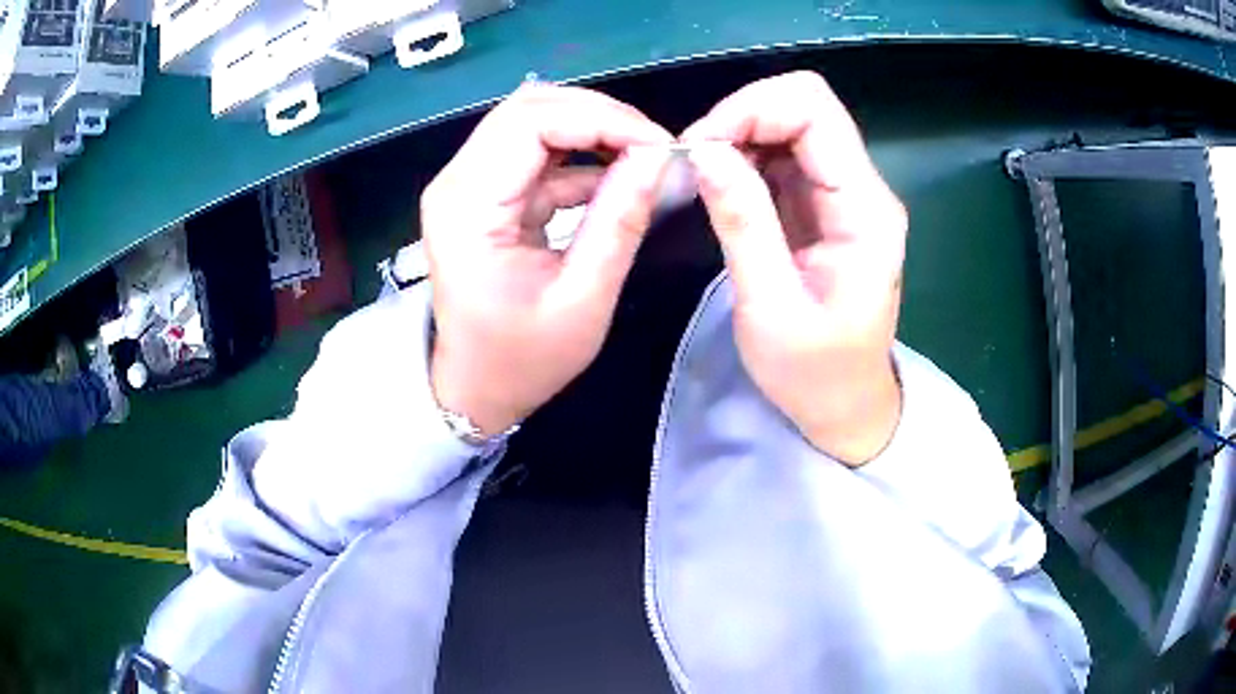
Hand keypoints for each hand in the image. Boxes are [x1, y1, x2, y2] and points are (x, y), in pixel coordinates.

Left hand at [423, 84, 672, 434]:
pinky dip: (579, 154)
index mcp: (468, 207)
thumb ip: (619, 222)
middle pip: (528, 109)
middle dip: (599, 115)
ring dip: (590, 129)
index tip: (659, 146)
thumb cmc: (522, 359)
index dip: (601, 120)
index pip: (531, 122)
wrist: (473, 387)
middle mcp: (456, 182)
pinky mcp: (483, 192)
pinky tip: (617, 174)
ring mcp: (466, 184)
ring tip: (642, 155)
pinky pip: (533, 152)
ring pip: (531, 122)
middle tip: (654, 145)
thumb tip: (657, 158)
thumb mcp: (582, 299)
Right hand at [680, 72, 906, 464]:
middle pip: (805, 106)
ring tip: (702, 174)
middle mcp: (863, 189)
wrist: (846, 405)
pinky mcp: (825, 204)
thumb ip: (742, 222)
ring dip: (740, 134)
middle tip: (695, 159)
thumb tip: (703, 149)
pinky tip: (722, 185)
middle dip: (741, 116)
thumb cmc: (814, 373)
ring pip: (792, 123)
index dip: (751, 110)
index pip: (814, 112)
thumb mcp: (770, 307)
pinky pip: (784, 154)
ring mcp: (845, 193)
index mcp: (866, 210)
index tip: (699, 147)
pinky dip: (745, 155)